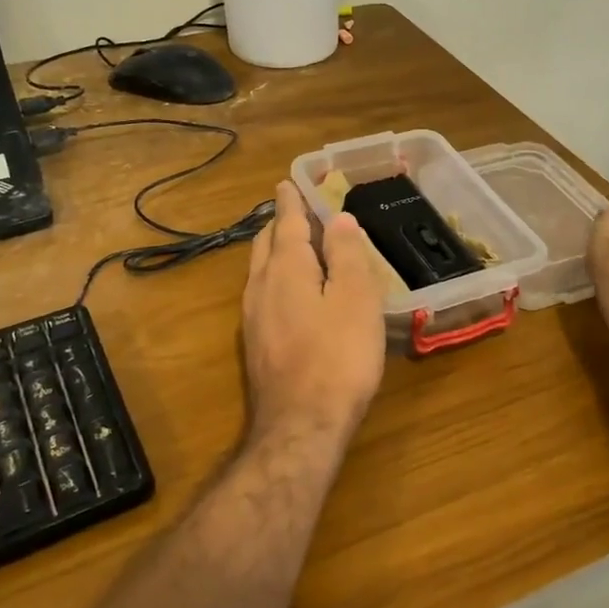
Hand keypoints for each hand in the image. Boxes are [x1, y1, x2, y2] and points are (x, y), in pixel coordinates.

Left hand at [242, 181, 386, 449]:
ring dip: (275, 250)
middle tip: (297, 211)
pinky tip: (290, 293)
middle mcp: (261, 286)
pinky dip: (276, 277)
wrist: (301, 425)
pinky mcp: (255, 343)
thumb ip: (346, 256)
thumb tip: (339, 219)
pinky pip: (262, 293)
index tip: (289, 182)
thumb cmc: (338, 357)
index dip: (292, 200)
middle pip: (266, 242)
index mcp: (287, 268)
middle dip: (280, 222)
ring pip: (260, 269)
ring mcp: (252, 317)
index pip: (287, 221)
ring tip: (294, 246)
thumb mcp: (355, 299)